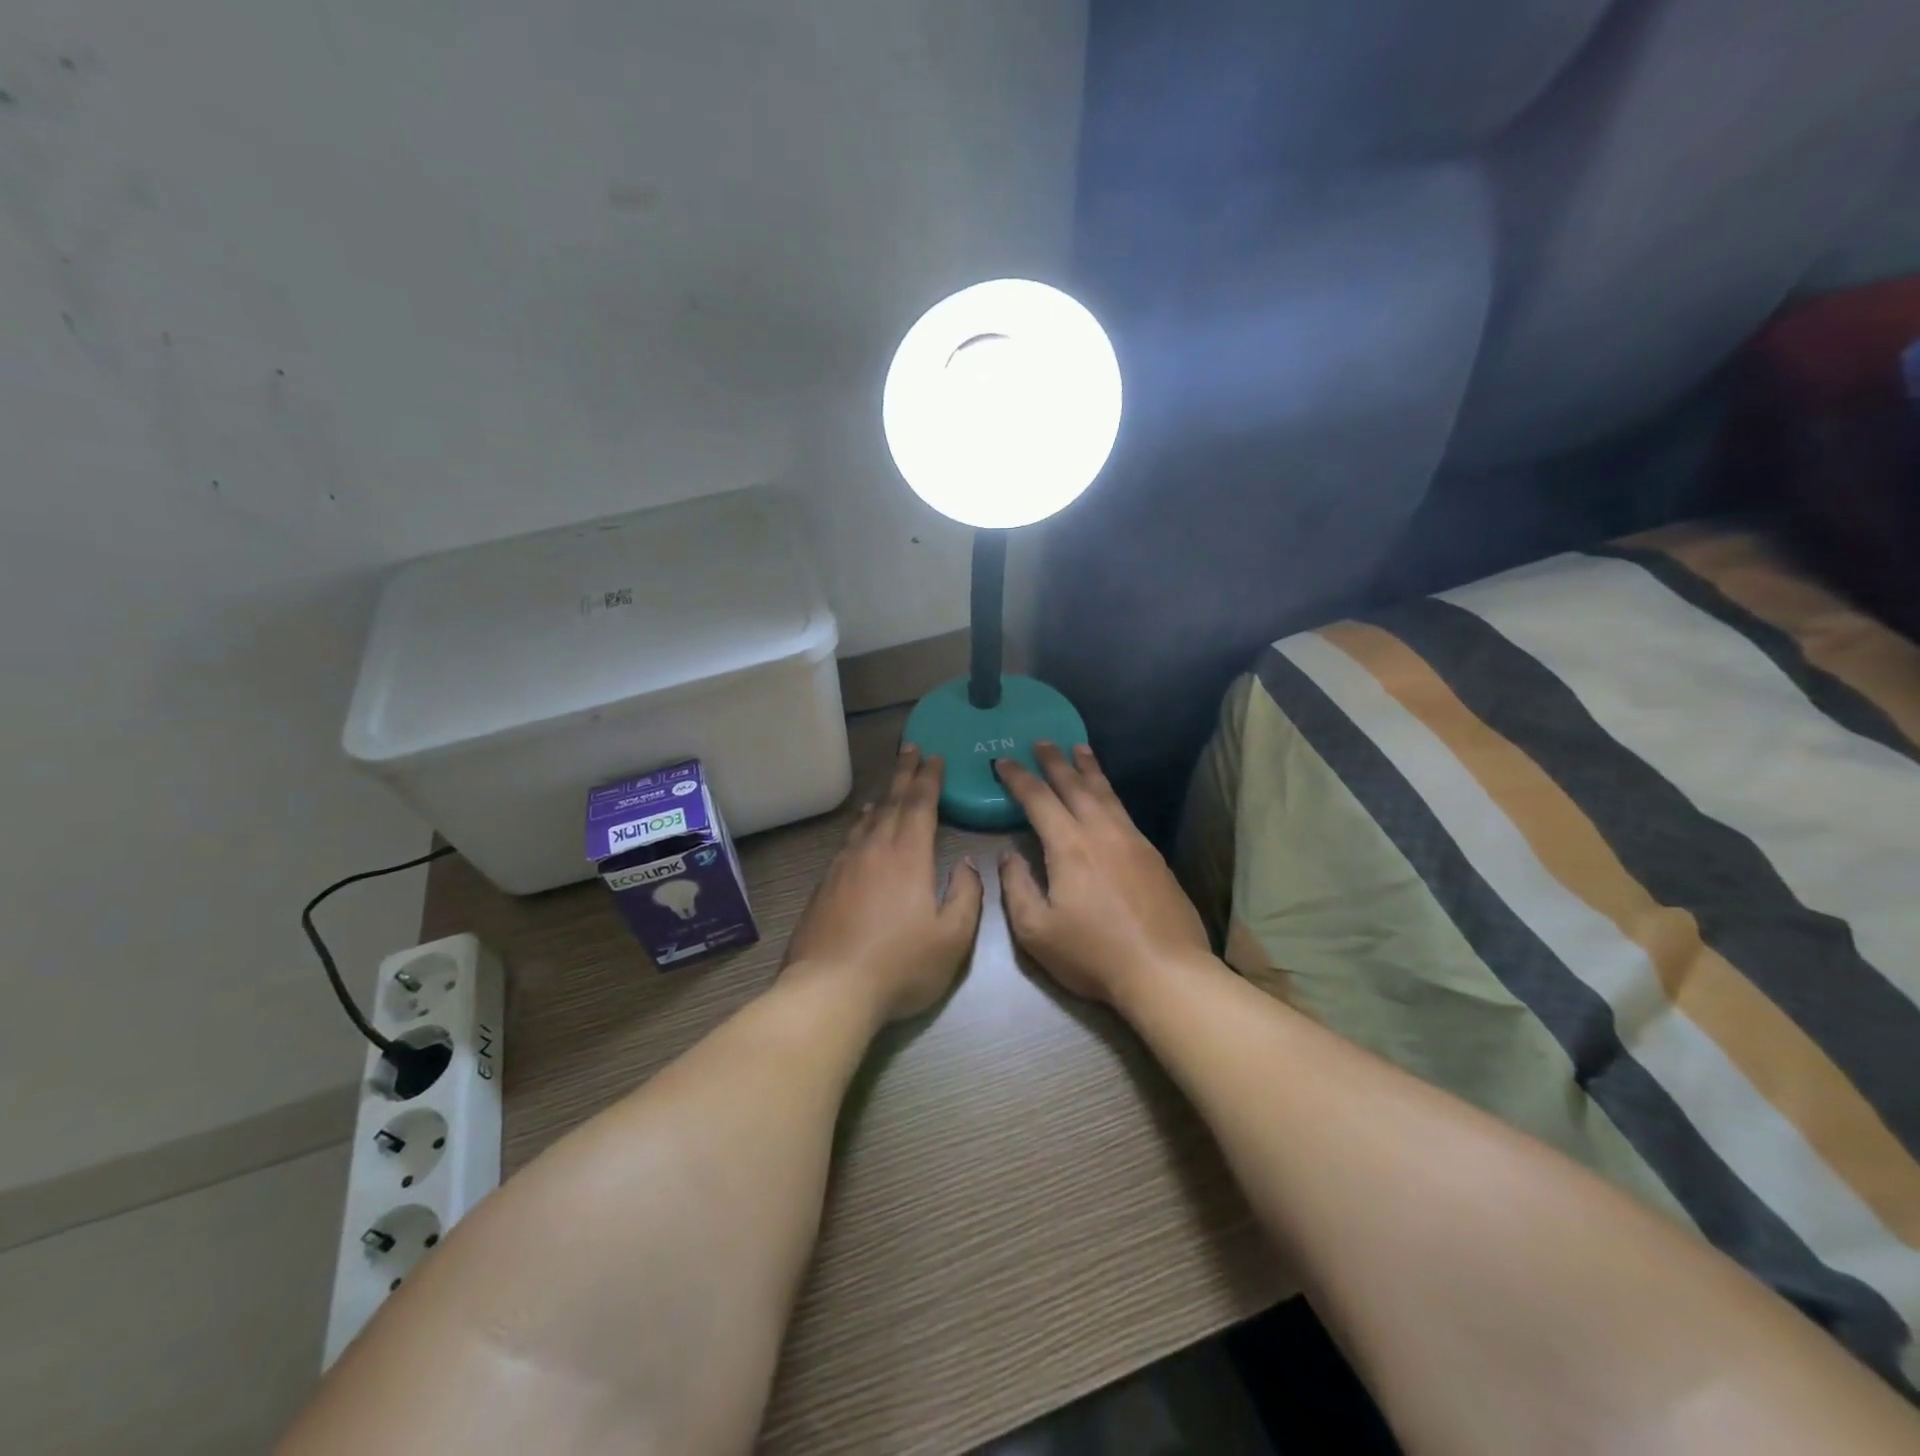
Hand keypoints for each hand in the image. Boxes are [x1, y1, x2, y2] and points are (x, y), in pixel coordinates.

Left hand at [784, 745, 984, 1021]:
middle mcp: (874, 850)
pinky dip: (860, 826)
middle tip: (911, 749)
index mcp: (908, 856)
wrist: (830, 989)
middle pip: (891, 803)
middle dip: (904, 774)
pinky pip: (848, 841)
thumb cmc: (900, 965)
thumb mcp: (952, 938)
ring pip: (867, 821)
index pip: (920, 805)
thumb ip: (966, 896)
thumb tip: (968, 864)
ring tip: (889, 787)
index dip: (929, 779)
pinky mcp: (825, 885)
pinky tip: (860, 830)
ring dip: (882, 798)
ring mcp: (845, 866)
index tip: (934, 757)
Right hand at [995, 743, 1212, 1006]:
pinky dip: (1109, 793)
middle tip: (1042, 740)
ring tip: (1079, 749)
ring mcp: (1133, 840)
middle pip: (1075, 785)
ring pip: (1106, 793)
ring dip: (1088, 769)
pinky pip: (1124, 811)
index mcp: (1069, 846)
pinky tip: (1107, 797)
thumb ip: (1017, 887)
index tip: (1004, 760)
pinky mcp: (1153, 856)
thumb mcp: (1036, 930)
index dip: (1018, 777)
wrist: (1165, 971)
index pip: (1038, 799)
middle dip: (1054, 761)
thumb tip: (1009, 855)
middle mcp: (1101, 832)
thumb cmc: (1093, 954)